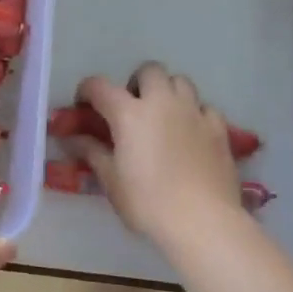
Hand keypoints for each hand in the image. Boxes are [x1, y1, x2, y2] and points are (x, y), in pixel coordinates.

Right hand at [72, 64, 244, 248]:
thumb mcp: (111, 180)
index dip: (87, 91)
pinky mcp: (219, 128)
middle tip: (132, 109)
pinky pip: (204, 107)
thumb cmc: (148, 202)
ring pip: (180, 81)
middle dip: (136, 83)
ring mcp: (194, 113)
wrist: (202, 221)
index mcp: (129, 113)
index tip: (84, 105)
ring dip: (167, 92)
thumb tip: (73, 139)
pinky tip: (191, 133)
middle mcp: (162, 103)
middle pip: (149, 70)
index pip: (99, 86)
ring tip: (163, 117)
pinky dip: (194, 113)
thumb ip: (92, 152)